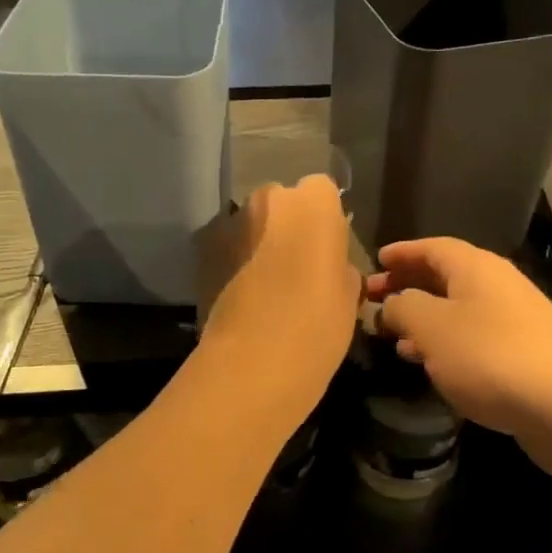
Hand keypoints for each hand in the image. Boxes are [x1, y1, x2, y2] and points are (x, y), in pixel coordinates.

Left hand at [201, 176, 360, 400]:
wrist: (252, 362)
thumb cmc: (317, 325)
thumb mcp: (348, 295)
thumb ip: (340, 264)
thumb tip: (330, 263)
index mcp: (313, 203)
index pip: (323, 190)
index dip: (325, 219)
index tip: (327, 249)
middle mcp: (268, 199)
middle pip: (282, 202)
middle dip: (288, 224)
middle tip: (298, 264)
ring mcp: (231, 223)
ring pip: (252, 223)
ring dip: (259, 242)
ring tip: (268, 283)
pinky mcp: (203, 250)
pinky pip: (228, 246)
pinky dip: (235, 261)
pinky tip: (244, 293)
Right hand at [367, 237, 551, 478]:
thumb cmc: (488, 356)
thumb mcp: (430, 327)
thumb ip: (402, 307)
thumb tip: (391, 303)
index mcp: (475, 267)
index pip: (431, 247)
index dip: (401, 253)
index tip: (375, 262)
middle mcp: (498, 284)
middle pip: (445, 276)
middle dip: (408, 286)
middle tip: (374, 300)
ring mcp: (515, 319)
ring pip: (458, 309)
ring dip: (424, 318)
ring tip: (394, 337)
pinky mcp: (525, 353)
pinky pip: (474, 336)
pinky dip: (447, 342)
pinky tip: (432, 364)